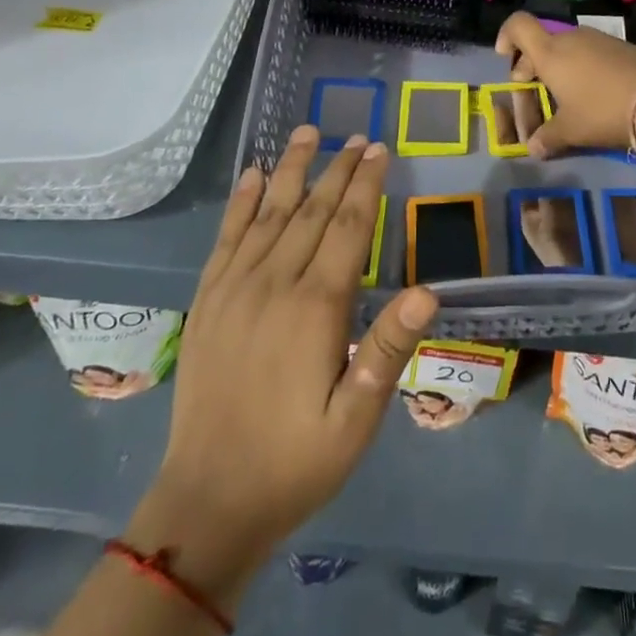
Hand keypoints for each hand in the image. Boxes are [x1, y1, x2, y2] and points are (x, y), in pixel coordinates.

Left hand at [130, 127, 437, 601]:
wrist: (208, 502)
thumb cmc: (296, 461)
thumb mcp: (357, 419)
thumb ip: (388, 350)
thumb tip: (428, 290)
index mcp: (315, 307)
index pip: (348, 227)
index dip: (366, 185)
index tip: (379, 149)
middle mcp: (273, 283)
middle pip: (311, 210)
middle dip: (338, 169)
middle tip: (357, 136)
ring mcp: (234, 289)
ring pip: (268, 212)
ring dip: (291, 169)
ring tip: (307, 132)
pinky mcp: (207, 301)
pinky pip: (226, 238)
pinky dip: (240, 202)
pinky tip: (251, 175)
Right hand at [494, 12, 635, 156]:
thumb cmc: (602, 111)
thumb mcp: (571, 130)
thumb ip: (548, 137)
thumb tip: (533, 149)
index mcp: (550, 53)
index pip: (518, 25)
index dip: (506, 36)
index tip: (506, 58)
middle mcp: (571, 38)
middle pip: (541, 42)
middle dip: (531, 65)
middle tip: (533, 92)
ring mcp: (599, 39)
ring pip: (567, 47)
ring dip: (559, 67)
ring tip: (565, 97)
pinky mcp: (621, 46)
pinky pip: (590, 52)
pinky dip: (582, 67)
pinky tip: (594, 93)